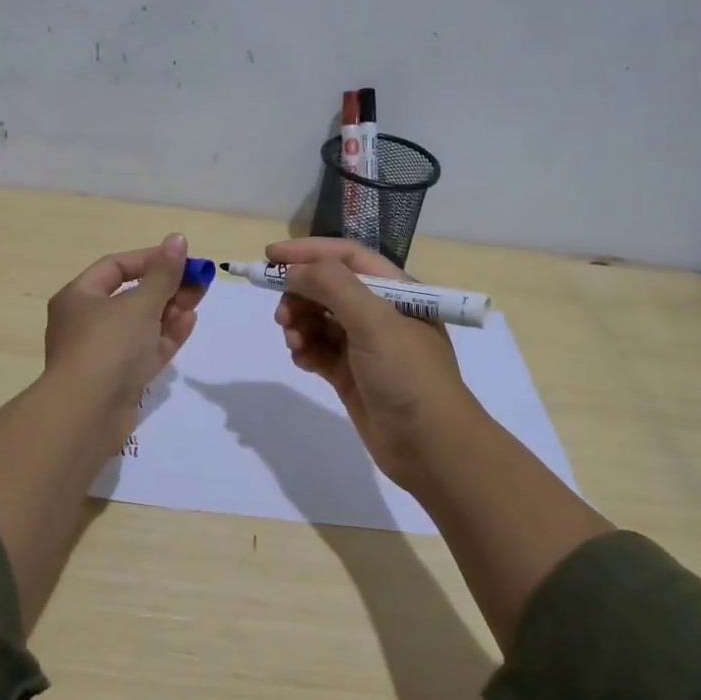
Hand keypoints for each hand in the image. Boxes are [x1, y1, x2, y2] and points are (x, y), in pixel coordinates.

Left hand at [43, 233, 206, 421]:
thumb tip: (177, 239)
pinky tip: (189, 322)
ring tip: (199, 298)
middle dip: (166, 286)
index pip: (115, 266)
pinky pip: (144, 349)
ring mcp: (102, 352)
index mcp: (78, 297)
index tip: (181, 259)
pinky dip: (165, 335)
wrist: (87, 414)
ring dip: (170, 309)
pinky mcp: (118, 378)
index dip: (149, 258)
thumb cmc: (109, 346)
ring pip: (140, 324)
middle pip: (130, 296)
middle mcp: (86, 322)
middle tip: (199, 280)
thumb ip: (163, 273)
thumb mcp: (140, 303)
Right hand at [270, 237, 479, 487]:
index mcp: (396, 291)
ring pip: (320, 320)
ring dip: (300, 324)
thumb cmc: (407, 374)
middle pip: (328, 288)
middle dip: (300, 294)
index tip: (269, 256)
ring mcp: (366, 346)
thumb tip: (293, 270)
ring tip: (294, 341)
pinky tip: (302, 360)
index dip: (308, 252)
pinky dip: (306, 350)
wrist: (431, 447)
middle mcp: (381, 313)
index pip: (346, 257)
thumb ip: (331, 285)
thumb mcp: (374, 320)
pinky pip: (319, 351)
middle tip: (282, 315)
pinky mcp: (352, 375)